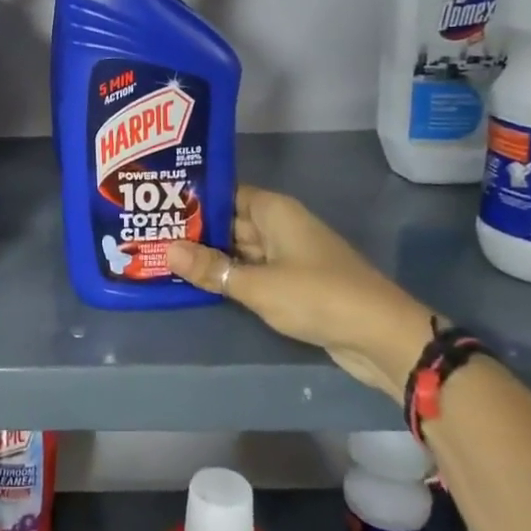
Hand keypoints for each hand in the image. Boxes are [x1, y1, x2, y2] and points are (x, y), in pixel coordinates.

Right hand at [166, 186, 434, 397]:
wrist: (380, 336)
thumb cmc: (317, 296)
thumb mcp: (258, 285)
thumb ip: (213, 269)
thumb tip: (167, 250)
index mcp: (274, 211)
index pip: (225, 194)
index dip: (194, 198)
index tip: (158, 204)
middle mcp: (280, 226)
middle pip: (230, 222)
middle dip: (195, 230)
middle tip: (149, 234)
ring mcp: (287, 255)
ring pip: (240, 249)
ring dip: (210, 256)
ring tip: (162, 257)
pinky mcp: (293, 283)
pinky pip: (253, 272)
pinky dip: (230, 276)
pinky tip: (198, 283)